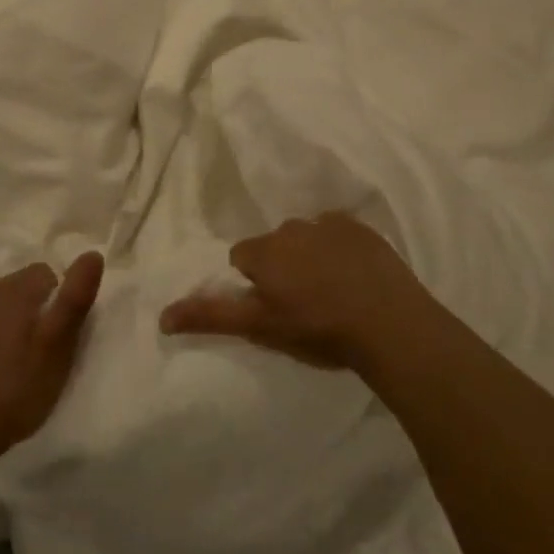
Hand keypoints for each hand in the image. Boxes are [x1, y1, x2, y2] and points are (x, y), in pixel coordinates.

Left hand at [0, 252, 104, 471]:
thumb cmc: (16, 392)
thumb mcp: (58, 350)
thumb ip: (75, 300)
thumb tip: (92, 254)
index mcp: (18, 289)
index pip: (46, 274)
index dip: (53, 302)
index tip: (51, 336)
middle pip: (15, 285)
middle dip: (24, 307)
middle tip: (26, 350)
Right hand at [159, 213, 426, 370]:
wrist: (391, 326)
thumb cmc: (319, 329)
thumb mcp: (260, 328)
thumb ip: (211, 316)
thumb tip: (162, 316)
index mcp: (264, 251)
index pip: (241, 258)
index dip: (254, 284)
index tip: (273, 308)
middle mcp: (291, 228)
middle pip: (274, 245)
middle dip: (281, 267)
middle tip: (303, 304)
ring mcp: (329, 224)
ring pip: (306, 237)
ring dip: (310, 257)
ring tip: (332, 292)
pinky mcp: (362, 228)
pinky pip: (338, 232)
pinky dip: (340, 249)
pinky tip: (355, 277)